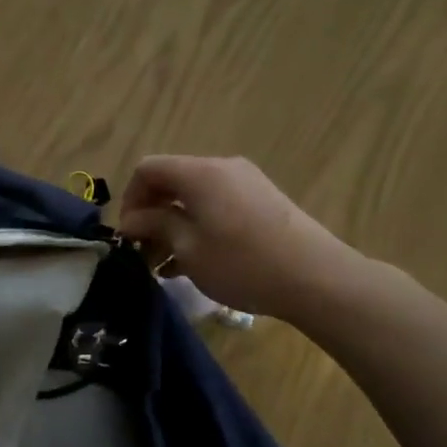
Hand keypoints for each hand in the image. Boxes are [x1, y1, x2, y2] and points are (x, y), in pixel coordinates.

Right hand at [116, 155, 370, 321]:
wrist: (317, 278)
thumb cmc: (242, 263)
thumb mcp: (188, 248)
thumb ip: (155, 226)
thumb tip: (131, 220)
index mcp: (199, 173)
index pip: (148, 169)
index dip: (130, 200)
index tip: (129, 236)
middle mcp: (222, 168)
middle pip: (172, 181)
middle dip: (151, 215)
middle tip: (144, 254)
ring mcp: (246, 183)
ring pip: (194, 197)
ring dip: (174, 225)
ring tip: (166, 265)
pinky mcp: (263, 202)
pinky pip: (217, 206)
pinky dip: (198, 227)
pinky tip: (193, 262)